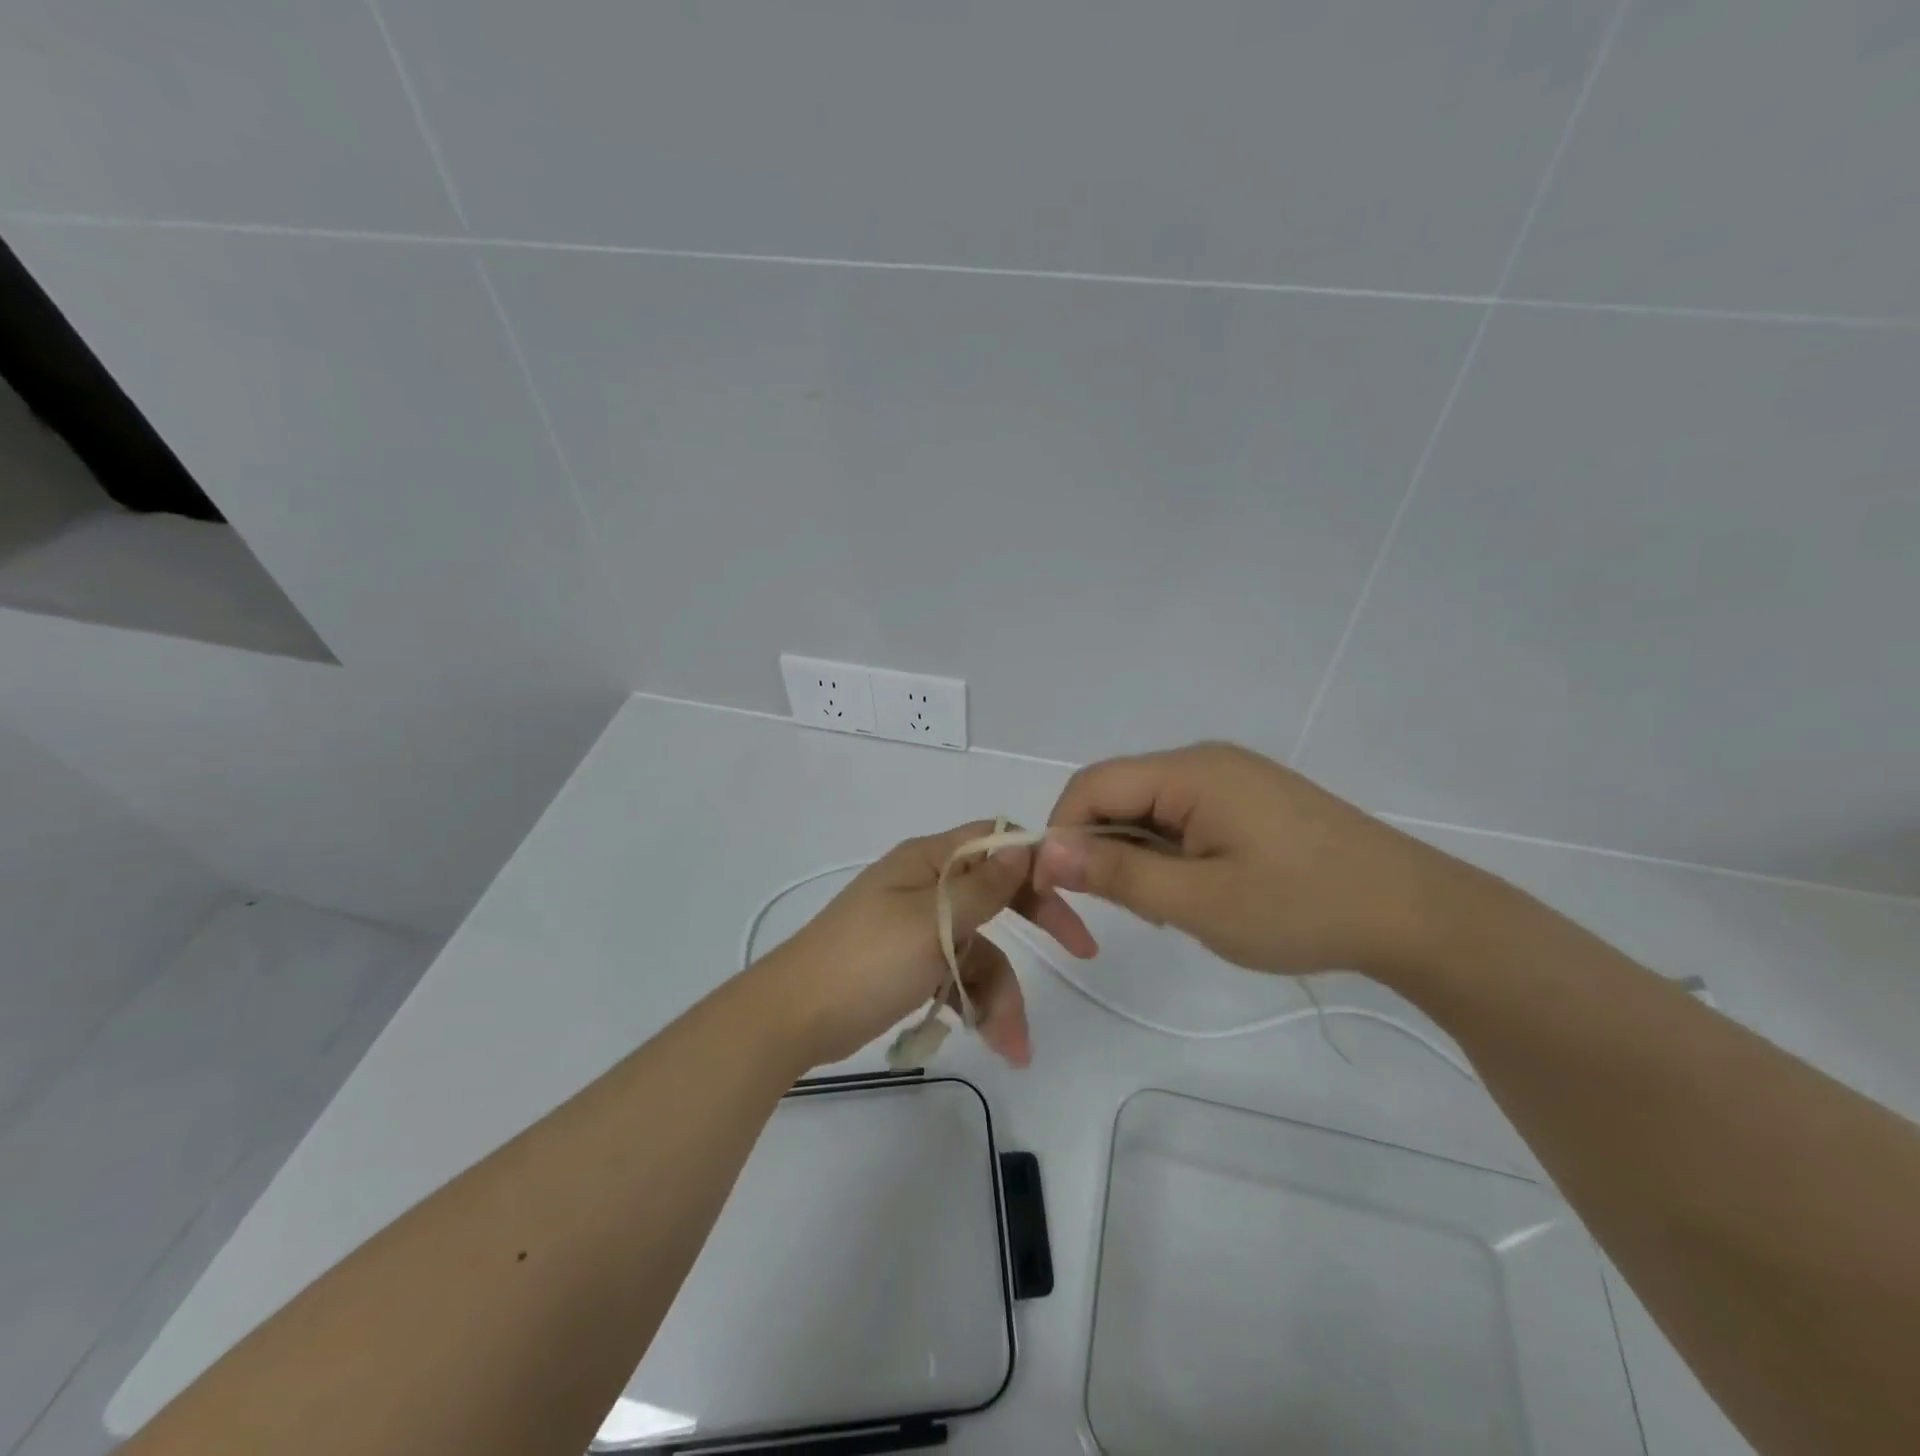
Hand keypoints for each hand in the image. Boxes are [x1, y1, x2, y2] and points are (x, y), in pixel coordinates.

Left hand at [759, 822, 1096, 1069]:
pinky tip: (987, 1038)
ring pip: (980, 948)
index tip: (1072, 889)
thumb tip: (1022, 845)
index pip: (994, 841)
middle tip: (1082, 951)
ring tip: (1013, 1045)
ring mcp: (917, 926)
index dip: (1035, 860)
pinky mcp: (908, 964)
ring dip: (1001, 993)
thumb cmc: (865, 961)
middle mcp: (926, 886)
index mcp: (928, 861)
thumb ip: (983, 888)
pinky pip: (955, 974)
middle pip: (997, 894)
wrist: (791, 1019)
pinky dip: (972, 1003)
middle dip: (1037, 923)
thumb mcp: (932, 922)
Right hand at [1034, 742, 1461, 979]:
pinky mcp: (1251, 801)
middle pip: (1120, 794)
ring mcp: (1233, 779)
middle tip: (1134, 911)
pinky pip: (1184, 818)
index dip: (1061, 833)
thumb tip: (1046, 850)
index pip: (1091, 786)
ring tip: (1177, 908)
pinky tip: (1203, 892)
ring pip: (1151, 810)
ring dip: (1141, 857)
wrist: (1417, 915)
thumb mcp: (1199, 902)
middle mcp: (1206, 761)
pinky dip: (1173, 855)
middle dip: (1106, 850)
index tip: (1060, 892)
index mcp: (1190, 771)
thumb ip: (1118, 873)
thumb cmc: (1303, 907)